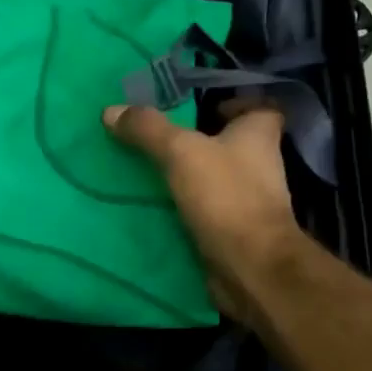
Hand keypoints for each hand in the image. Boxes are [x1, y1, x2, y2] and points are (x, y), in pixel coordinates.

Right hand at [103, 100, 305, 323]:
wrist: (251, 267)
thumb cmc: (227, 196)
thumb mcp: (181, 152)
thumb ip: (148, 129)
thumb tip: (111, 110)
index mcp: (260, 135)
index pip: (260, 107)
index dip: (235, 103)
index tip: (201, 106)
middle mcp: (260, 165)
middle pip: (231, 144)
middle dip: (199, 141)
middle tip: (157, 137)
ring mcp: (249, 201)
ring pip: (215, 179)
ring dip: (188, 177)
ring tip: (145, 171)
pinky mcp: (234, 231)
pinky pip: (205, 212)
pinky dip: (184, 210)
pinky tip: (152, 207)